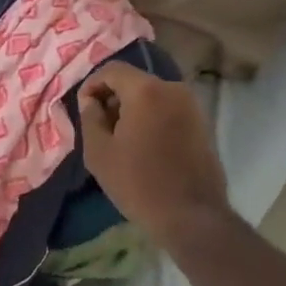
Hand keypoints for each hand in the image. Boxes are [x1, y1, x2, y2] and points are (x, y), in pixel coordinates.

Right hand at [78, 61, 231, 244]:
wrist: (192, 216)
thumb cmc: (138, 183)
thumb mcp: (99, 152)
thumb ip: (89, 117)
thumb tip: (90, 101)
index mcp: (146, 90)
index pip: (112, 70)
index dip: (92, 85)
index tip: (84, 109)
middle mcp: (172, 88)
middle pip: (134, 80)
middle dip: (113, 97)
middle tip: (100, 125)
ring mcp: (192, 105)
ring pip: (152, 95)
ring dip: (133, 108)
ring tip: (121, 138)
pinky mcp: (202, 123)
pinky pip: (168, 109)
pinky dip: (152, 117)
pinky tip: (144, 145)